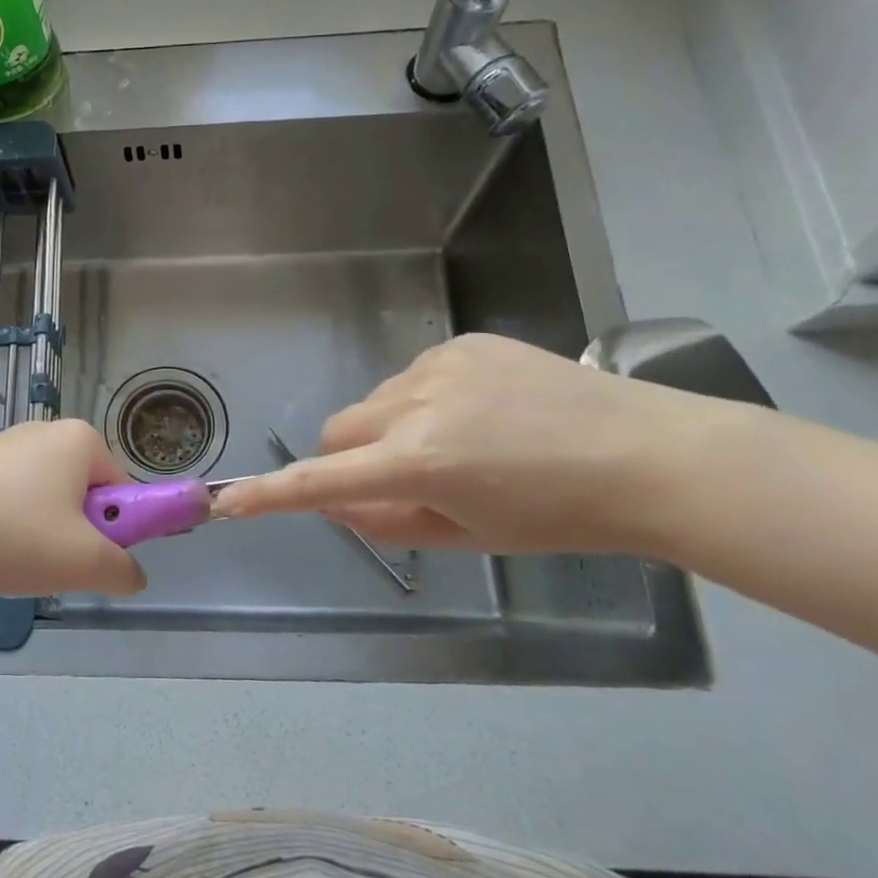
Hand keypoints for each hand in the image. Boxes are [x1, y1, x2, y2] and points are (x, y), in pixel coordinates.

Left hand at [0, 420, 146, 607]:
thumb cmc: (10, 533)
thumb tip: (131, 575)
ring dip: (35, 543)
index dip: (116, 531)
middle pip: (81, 497)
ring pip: (41, 506)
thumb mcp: (82, 562)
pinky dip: (1, 535)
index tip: (91, 561)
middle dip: (72, 539)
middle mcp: (43, 432)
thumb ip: (122, 570)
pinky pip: (4, 505)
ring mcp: (1, 445)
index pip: (122, 489)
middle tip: (51, 568)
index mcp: (79, 440)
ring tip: (7, 568)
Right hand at [215, 333, 736, 554]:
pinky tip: (483, 412)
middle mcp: (415, 403)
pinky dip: (425, 400)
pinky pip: (414, 377)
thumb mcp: (469, 535)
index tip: (228, 502)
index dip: (270, 496)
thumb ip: (389, 521)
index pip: (321, 481)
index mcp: (417, 462)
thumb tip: (335, 504)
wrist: (648, 454)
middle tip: (400, 480)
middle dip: (350, 458)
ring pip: (377, 402)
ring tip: (461, 443)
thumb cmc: (560, 515)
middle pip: (338, 429)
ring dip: (391, 427)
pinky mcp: (462, 342)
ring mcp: (438, 365)